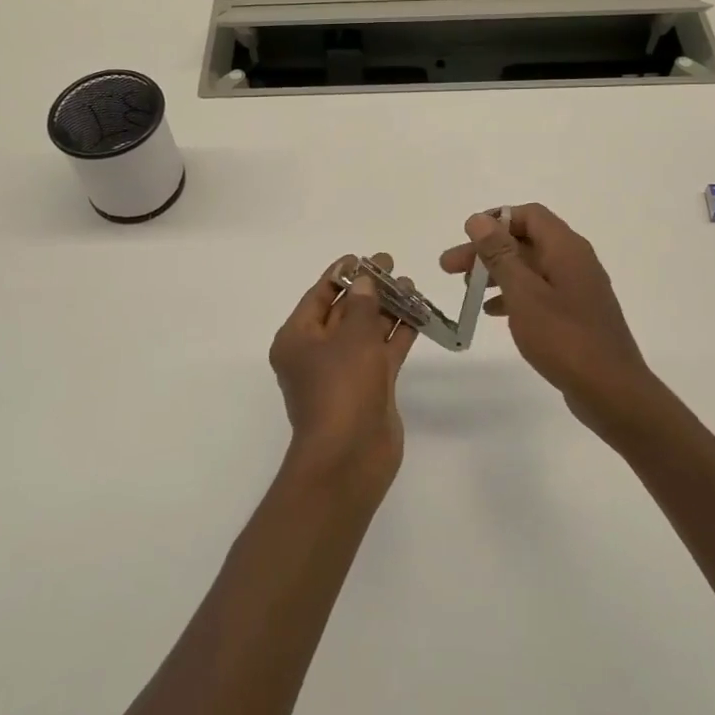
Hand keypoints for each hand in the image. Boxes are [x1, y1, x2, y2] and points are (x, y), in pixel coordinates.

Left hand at [268, 254, 415, 494]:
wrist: (351, 457)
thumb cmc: (341, 389)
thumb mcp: (352, 338)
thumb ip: (363, 305)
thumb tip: (365, 281)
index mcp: (297, 339)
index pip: (319, 295)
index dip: (341, 274)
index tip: (364, 258)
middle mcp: (317, 353)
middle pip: (344, 311)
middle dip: (368, 289)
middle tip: (392, 266)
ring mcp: (344, 372)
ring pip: (366, 331)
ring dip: (386, 309)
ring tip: (410, 286)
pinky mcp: (368, 387)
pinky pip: (382, 352)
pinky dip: (397, 334)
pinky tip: (417, 315)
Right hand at [440, 204, 674, 443]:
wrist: (612, 391)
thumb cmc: (564, 338)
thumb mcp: (524, 293)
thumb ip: (500, 254)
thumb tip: (479, 219)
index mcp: (566, 248)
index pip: (529, 215)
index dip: (495, 220)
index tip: (466, 238)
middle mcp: (575, 260)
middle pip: (525, 241)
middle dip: (486, 251)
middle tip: (449, 267)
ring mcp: (577, 288)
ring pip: (530, 268)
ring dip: (497, 273)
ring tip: (467, 290)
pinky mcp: (576, 314)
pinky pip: (539, 291)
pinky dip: (514, 295)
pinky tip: (492, 312)